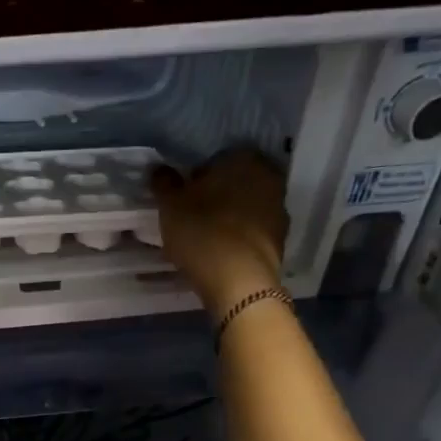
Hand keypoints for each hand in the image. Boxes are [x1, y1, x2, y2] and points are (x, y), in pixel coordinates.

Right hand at [151, 148, 290, 314]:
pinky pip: (253, 231)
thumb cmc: (202, 233)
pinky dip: (239, 238)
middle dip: (216, 196)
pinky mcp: (280, 239)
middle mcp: (268, 176)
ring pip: (246, 207)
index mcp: (243, 159)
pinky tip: (221, 253)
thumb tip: (160, 170)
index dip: (196, 178)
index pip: (216, 159)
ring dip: (229, 217)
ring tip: (206, 238)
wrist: (239, 282)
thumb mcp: (170, 206)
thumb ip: (164, 183)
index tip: (183, 197)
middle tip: (192, 216)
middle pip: (234, 182)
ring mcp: (279, 208)